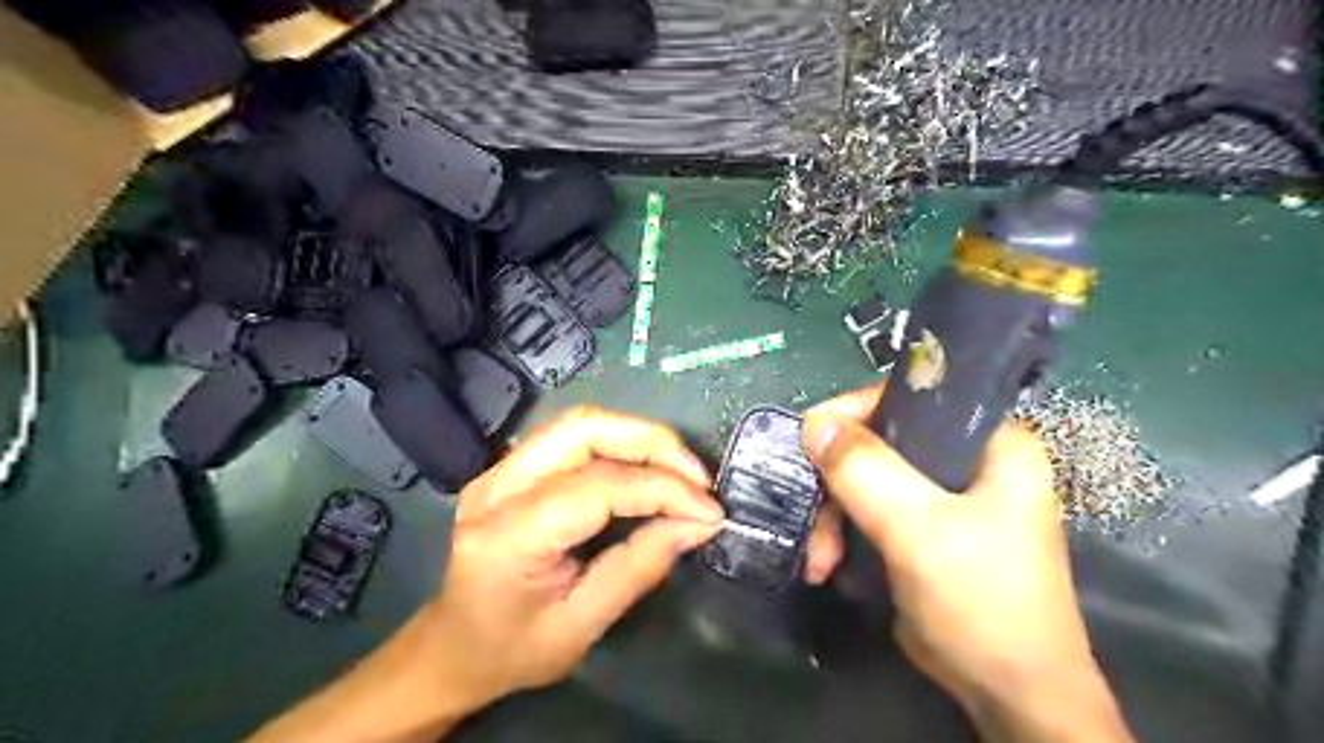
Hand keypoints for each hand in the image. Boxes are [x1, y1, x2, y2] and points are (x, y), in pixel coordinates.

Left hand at [417, 407, 718, 708]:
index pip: (597, 486)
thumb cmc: (512, 649)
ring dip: (638, 438)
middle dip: (651, 442)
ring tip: (681, 471)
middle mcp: (496, 487)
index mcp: (507, 536)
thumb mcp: (581, 626)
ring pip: (580, 423)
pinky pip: (573, 436)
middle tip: (697, 477)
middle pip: (583, 429)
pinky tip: (646, 467)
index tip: (709, 510)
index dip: (661, 489)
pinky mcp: (510, 466)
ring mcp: (498, 470)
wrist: (452, 647)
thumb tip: (698, 524)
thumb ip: (639, 567)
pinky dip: (620, 444)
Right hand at [801, 387, 1131, 741]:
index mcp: (991, 441)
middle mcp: (969, 460)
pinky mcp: (925, 529)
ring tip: (818, 561)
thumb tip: (812, 421)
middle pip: (880, 443)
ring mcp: (945, 497)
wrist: (1009, 695)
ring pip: (868, 480)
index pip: (911, 397)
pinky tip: (828, 566)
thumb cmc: (980, 599)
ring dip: (833, 517)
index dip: (855, 413)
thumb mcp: (918, 528)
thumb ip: (864, 470)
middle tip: (812, 520)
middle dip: (836, 484)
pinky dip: (843, 534)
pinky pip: (870, 510)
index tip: (811, 442)